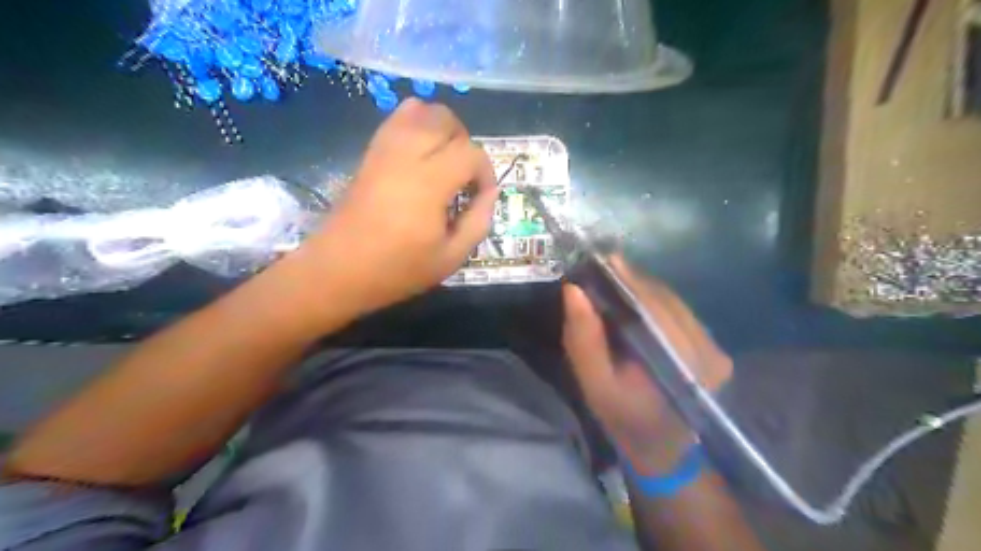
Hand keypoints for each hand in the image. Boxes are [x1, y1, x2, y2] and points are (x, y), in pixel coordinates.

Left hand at [298, 99, 498, 317]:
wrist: (339, 270)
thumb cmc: (398, 269)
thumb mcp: (451, 257)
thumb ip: (478, 222)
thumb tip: (489, 194)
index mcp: (429, 183)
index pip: (470, 153)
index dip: (485, 172)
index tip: (482, 196)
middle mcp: (406, 156)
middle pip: (445, 119)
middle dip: (464, 141)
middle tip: (464, 174)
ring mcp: (384, 150)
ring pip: (419, 110)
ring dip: (440, 128)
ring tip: (444, 160)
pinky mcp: (369, 153)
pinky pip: (395, 120)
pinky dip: (415, 125)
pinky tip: (421, 154)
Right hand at [564, 257, 730, 475]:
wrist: (661, 448)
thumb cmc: (624, 418)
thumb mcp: (595, 384)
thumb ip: (583, 339)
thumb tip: (573, 290)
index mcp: (683, 364)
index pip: (656, 308)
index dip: (629, 280)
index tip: (604, 260)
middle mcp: (709, 351)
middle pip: (668, 301)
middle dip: (634, 281)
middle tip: (604, 267)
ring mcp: (716, 349)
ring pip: (675, 303)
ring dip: (644, 289)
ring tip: (615, 280)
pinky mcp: (714, 348)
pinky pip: (681, 313)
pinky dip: (655, 301)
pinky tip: (635, 300)